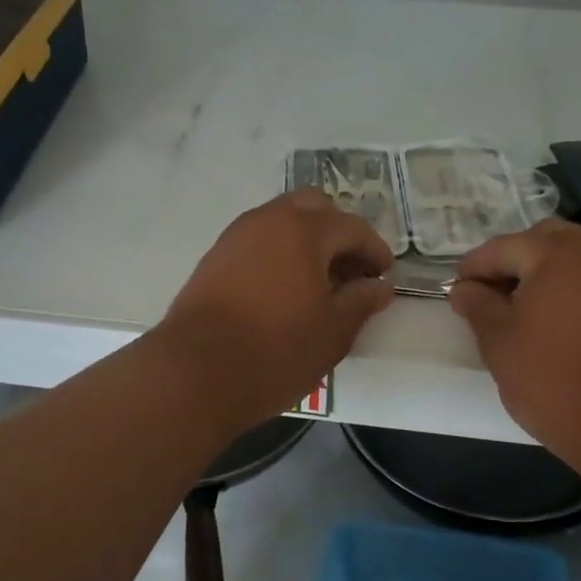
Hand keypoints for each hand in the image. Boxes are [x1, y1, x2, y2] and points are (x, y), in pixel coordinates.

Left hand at [159, 189, 395, 427]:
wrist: (195, 372)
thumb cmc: (276, 350)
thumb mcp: (333, 331)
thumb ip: (361, 301)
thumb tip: (380, 286)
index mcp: (304, 229)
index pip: (352, 227)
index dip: (375, 250)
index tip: (384, 276)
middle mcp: (268, 220)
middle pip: (313, 208)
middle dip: (338, 233)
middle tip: (350, 271)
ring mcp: (236, 236)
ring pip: (281, 221)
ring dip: (306, 241)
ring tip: (319, 283)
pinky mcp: (214, 258)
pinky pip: (258, 242)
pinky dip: (279, 253)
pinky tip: (284, 291)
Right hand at [447, 220, 580, 475]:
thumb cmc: (553, 377)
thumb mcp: (499, 341)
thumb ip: (477, 305)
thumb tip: (464, 288)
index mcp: (555, 251)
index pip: (500, 248)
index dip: (473, 269)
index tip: (455, 291)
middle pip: (541, 241)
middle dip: (512, 262)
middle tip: (490, 296)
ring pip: (572, 256)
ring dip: (543, 272)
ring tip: (521, 309)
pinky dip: (571, 286)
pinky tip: (555, 318)